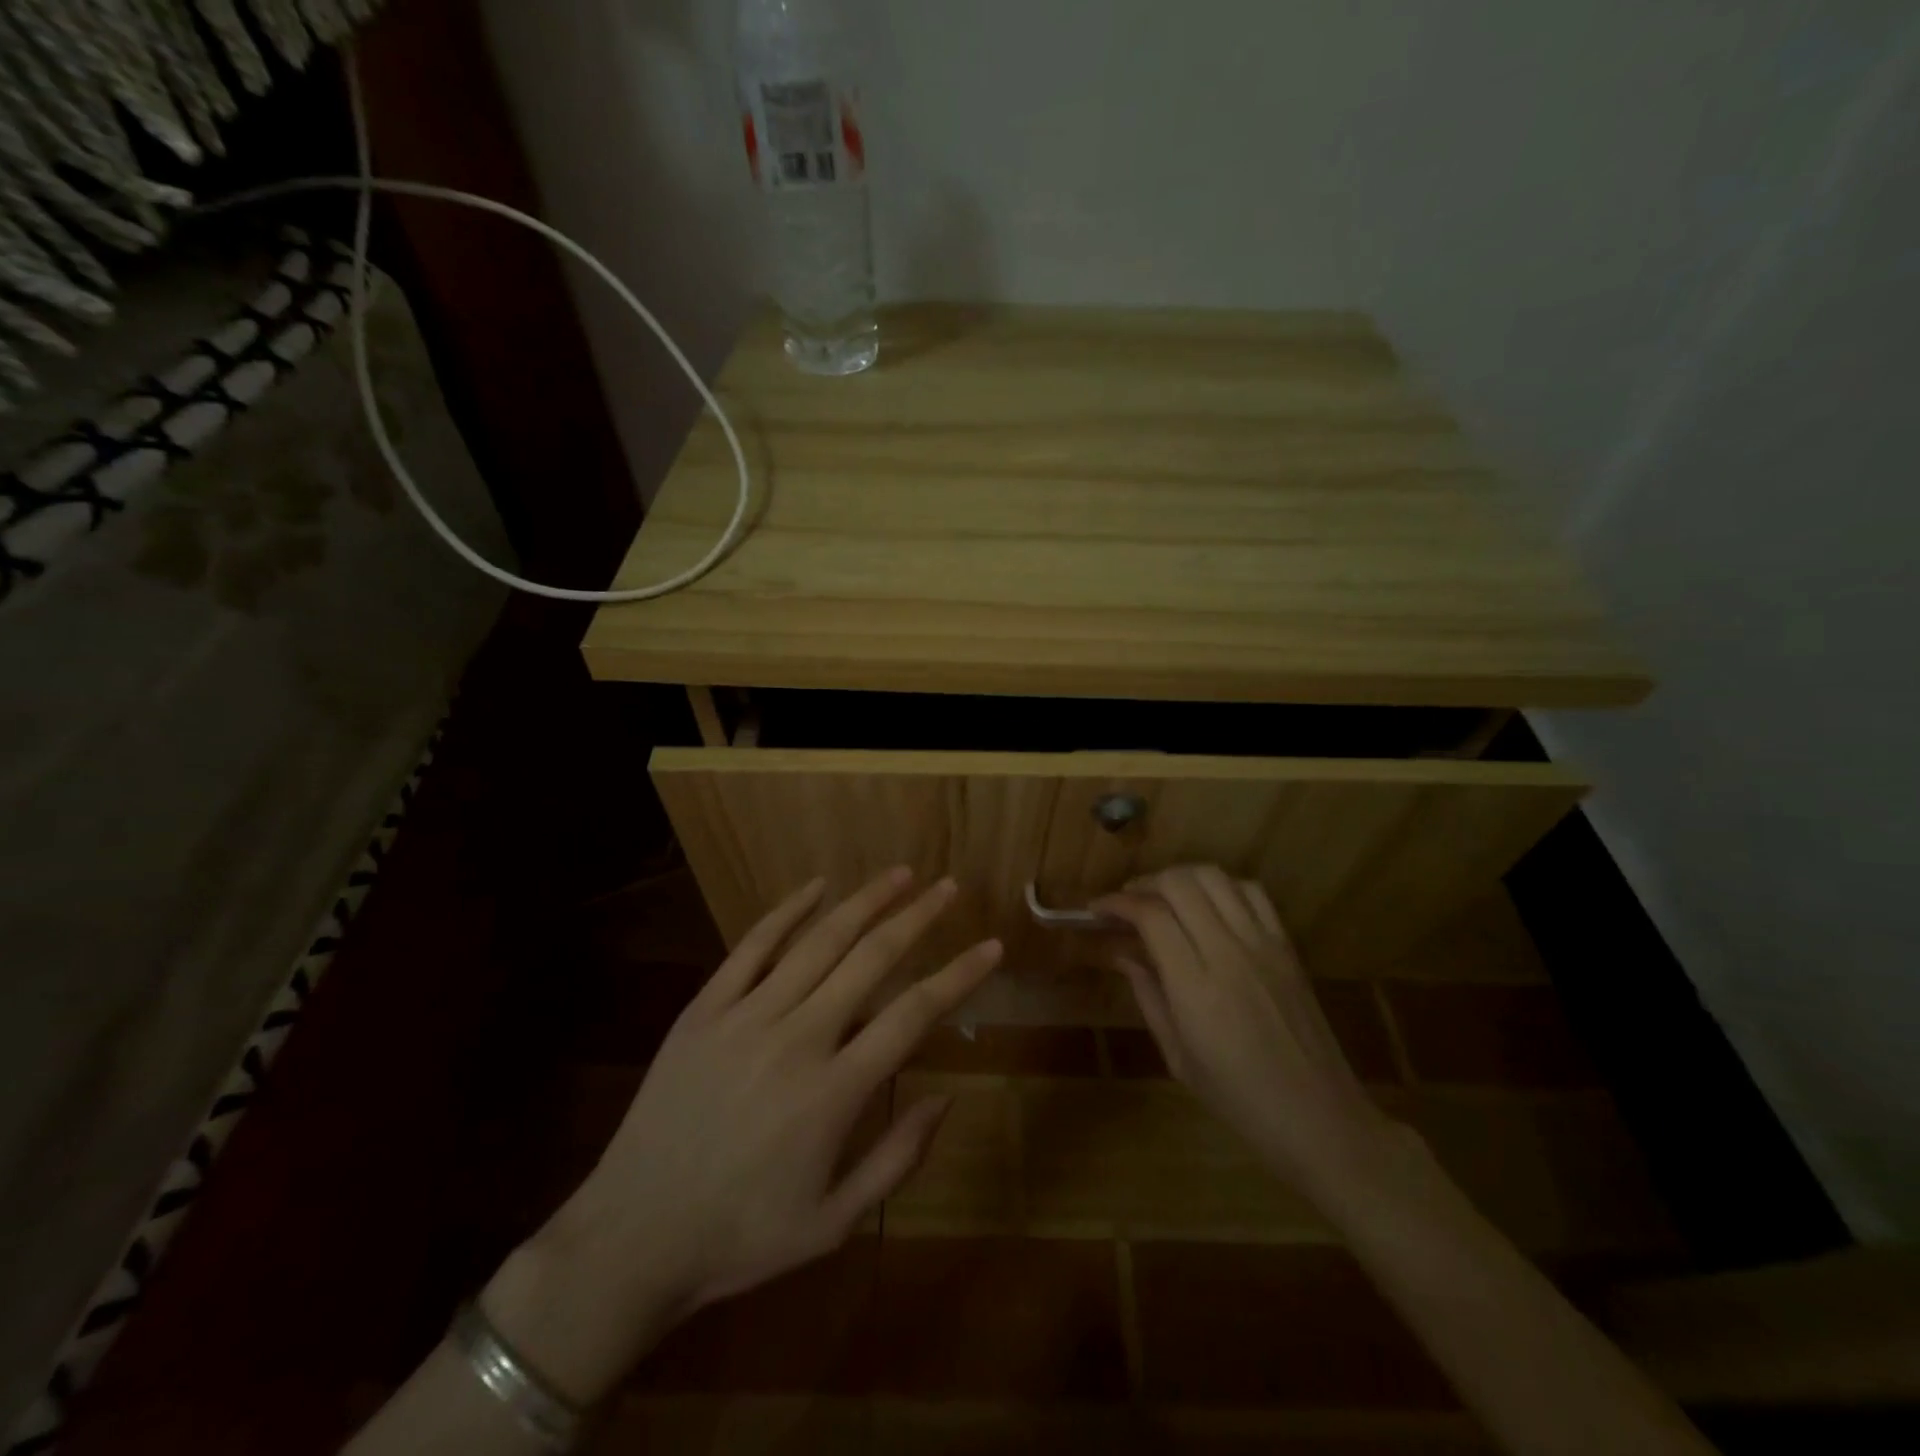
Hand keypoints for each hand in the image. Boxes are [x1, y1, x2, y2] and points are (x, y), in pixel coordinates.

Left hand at [482, 869, 1001, 1403]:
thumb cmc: (741, 1235)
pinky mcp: (705, 1009)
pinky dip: (787, 911)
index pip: (913, 1014)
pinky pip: (752, 946)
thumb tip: (947, 1097)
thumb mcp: (833, 1224)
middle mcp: (798, 1039)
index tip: (990, 947)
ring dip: (864, 902)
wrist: (632, 1237)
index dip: (958, 976)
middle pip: (870, 960)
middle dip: (917, 918)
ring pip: (818, 942)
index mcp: (834, 1092)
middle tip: (948, 887)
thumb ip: (896, 1158)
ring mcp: (746, 1017)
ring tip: (900, 874)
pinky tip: (817, 885)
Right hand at [1095, 865, 1405, 1205]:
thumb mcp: (1178, 1057)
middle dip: (1145, 883)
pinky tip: (1210, 906)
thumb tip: (1121, 953)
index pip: (1150, 916)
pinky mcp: (1287, 945)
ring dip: (1181, 877)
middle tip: (1128, 903)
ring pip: (1215, 877)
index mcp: (1195, 987)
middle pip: (1180, 883)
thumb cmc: (1239, 1099)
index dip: (1117, 902)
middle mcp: (1228, 953)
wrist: (1320, 1118)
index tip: (1097, 909)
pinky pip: (1252, 892)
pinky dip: (1222, 886)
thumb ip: (1148, 996)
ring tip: (1165, 898)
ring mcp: (1263, 944)